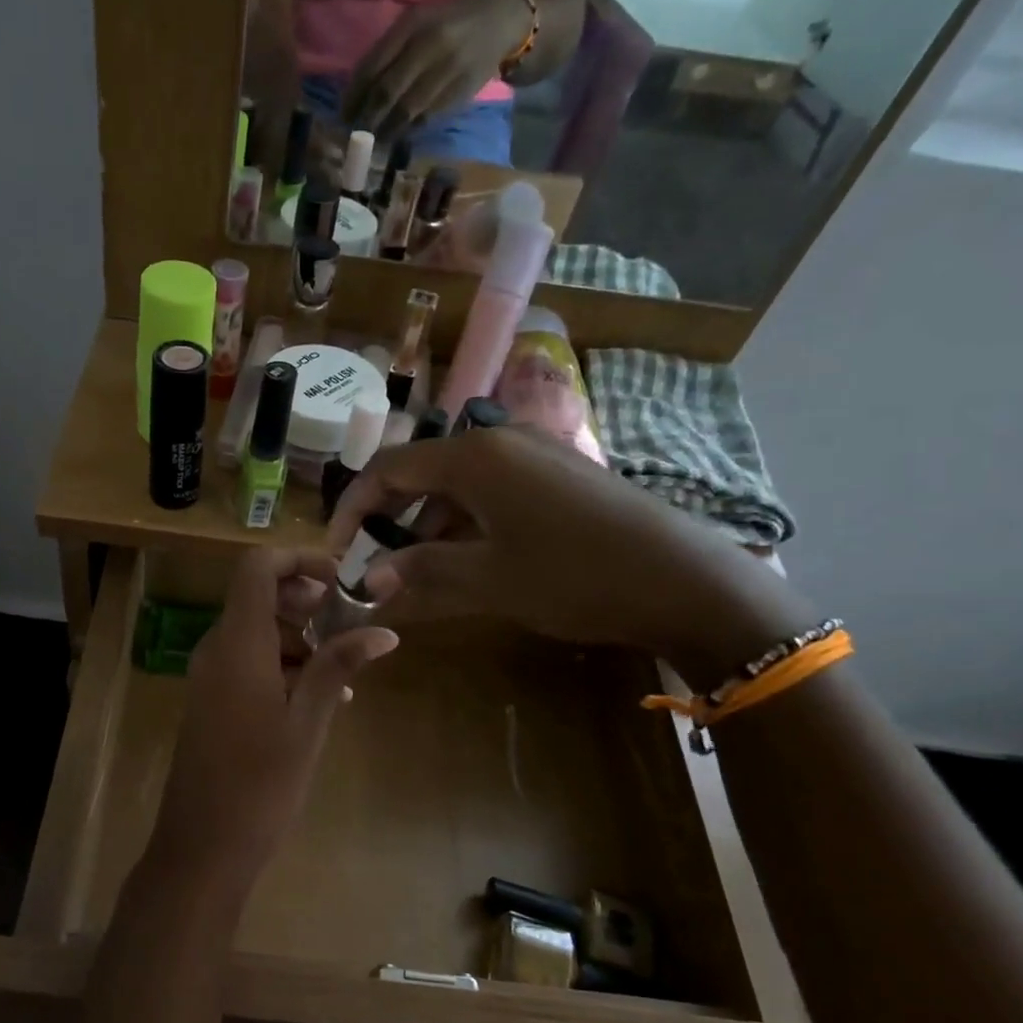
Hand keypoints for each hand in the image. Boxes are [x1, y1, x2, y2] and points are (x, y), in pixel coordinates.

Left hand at [148, 548, 397, 899]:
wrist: (202, 846)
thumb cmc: (260, 784)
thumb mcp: (308, 722)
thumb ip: (338, 667)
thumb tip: (383, 630)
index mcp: (238, 643)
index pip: (256, 567)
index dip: (298, 559)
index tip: (340, 580)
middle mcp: (217, 649)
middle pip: (257, 596)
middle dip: (305, 600)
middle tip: (349, 622)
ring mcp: (210, 677)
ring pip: (256, 632)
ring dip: (299, 637)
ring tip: (345, 668)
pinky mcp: (212, 702)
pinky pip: (248, 663)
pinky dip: (283, 665)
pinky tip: (320, 698)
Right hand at [327, 429, 806, 687]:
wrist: (684, 579)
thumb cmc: (573, 573)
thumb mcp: (487, 578)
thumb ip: (421, 572)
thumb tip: (368, 581)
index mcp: (474, 456)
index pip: (387, 469)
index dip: (353, 509)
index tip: (337, 551)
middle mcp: (499, 441)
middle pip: (421, 473)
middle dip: (390, 521)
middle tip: (376, 567)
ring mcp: (533, 456)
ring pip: (457, 486)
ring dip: (429, 528)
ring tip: (420, 575)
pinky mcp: (559, 475)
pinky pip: (492, 493)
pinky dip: (467, 525)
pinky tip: (470, 562)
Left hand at [344, 0, 532, 137]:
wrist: (504, 19)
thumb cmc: (451, 22)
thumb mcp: (418, 23)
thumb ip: (389, 53)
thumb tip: (357, 94)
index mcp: (412, 24)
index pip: (373, 67)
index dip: (354, 97)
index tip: (343, 117)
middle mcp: (429, 45)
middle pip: (386, 93)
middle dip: (365, 120)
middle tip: (353, 136)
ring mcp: (446, 70)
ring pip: (405, 111)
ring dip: (384, 132)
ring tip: (372, 142)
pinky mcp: (459, 92)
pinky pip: (425, 119)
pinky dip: (407, 131)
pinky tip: (396, 136)